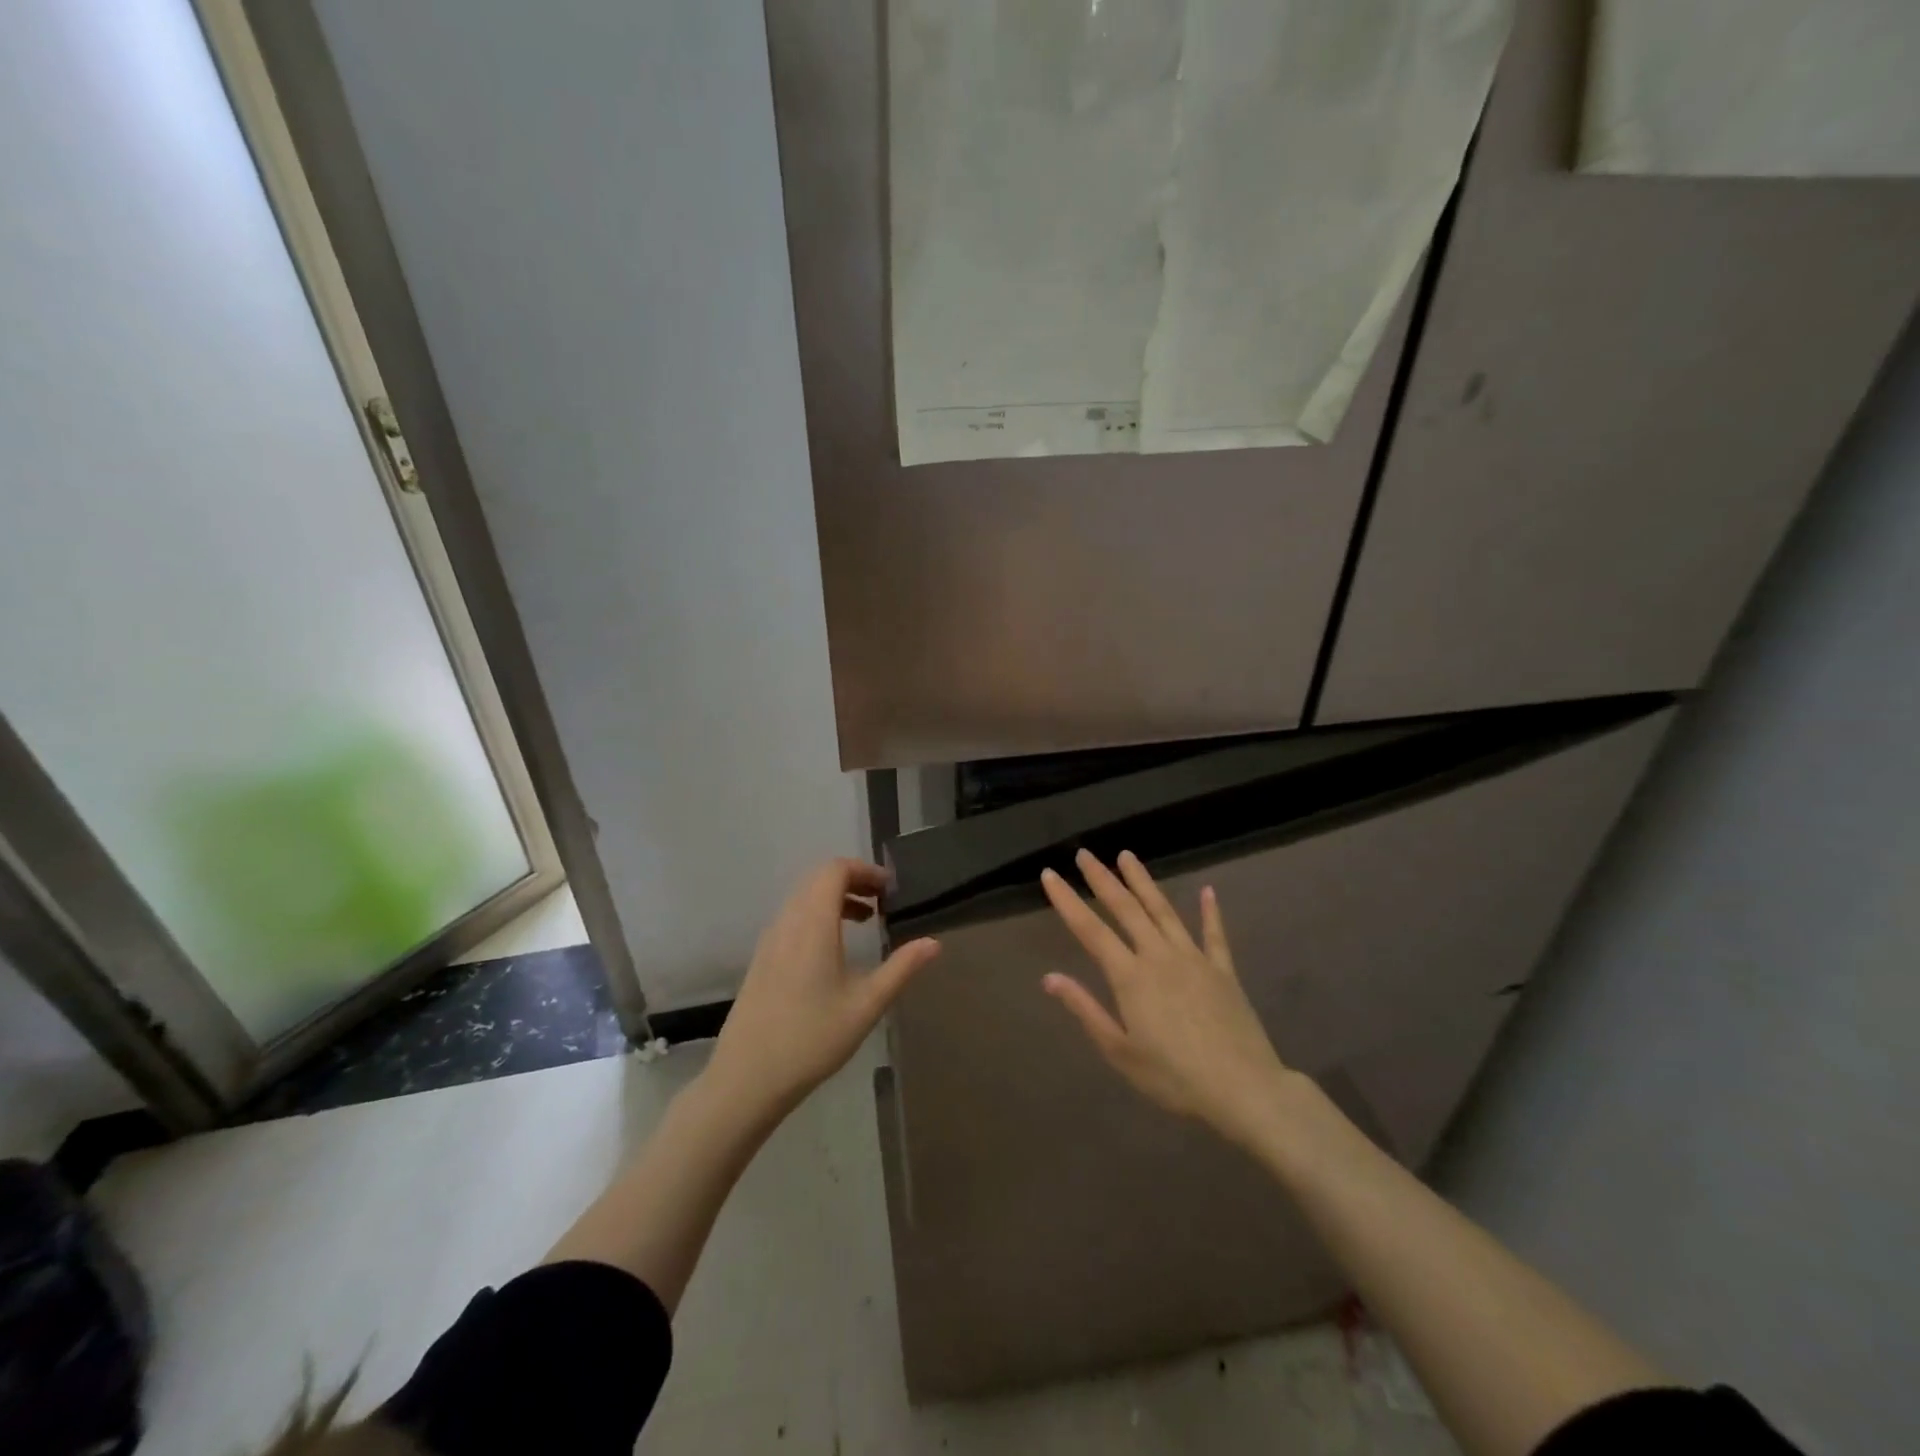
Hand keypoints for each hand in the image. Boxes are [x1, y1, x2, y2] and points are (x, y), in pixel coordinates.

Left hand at [706, 858, 939, 1120]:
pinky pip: (792, 917)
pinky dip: (818, 915)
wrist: (746, 1078)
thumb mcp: (866, 1005)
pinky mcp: (762, 958)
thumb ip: (901, 969)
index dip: (865, 870)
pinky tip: (834, 949)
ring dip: (835, 897)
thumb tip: (933, 943)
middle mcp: (788, 922)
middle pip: (818, 879)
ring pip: (803, 897)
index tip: (891, 889)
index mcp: (813, 924)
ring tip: (865, 920)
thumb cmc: (812, 1039)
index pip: (835, 870)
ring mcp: (770, 940)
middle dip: (853, 880)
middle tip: (883, 901)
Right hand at [1041, 849, 1295, 1148]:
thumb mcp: (1120, 1052)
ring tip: (1127, 856)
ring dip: (1143, 882)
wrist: (1244, 1089)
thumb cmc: (1174, 1077)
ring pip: (1164, 910)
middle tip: (1085, 854)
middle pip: (1126, 909)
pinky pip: (1214, 934)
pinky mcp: (1223, 971)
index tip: (1050, 874)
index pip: (1091, 931)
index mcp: (1131, 977)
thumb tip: (1049, 977)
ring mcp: (1194, 959)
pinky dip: (1211, 911)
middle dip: (1103, 879)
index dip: (1067, 901)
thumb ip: (1086, 1010)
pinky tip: (1209, 891)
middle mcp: (1159, 956)